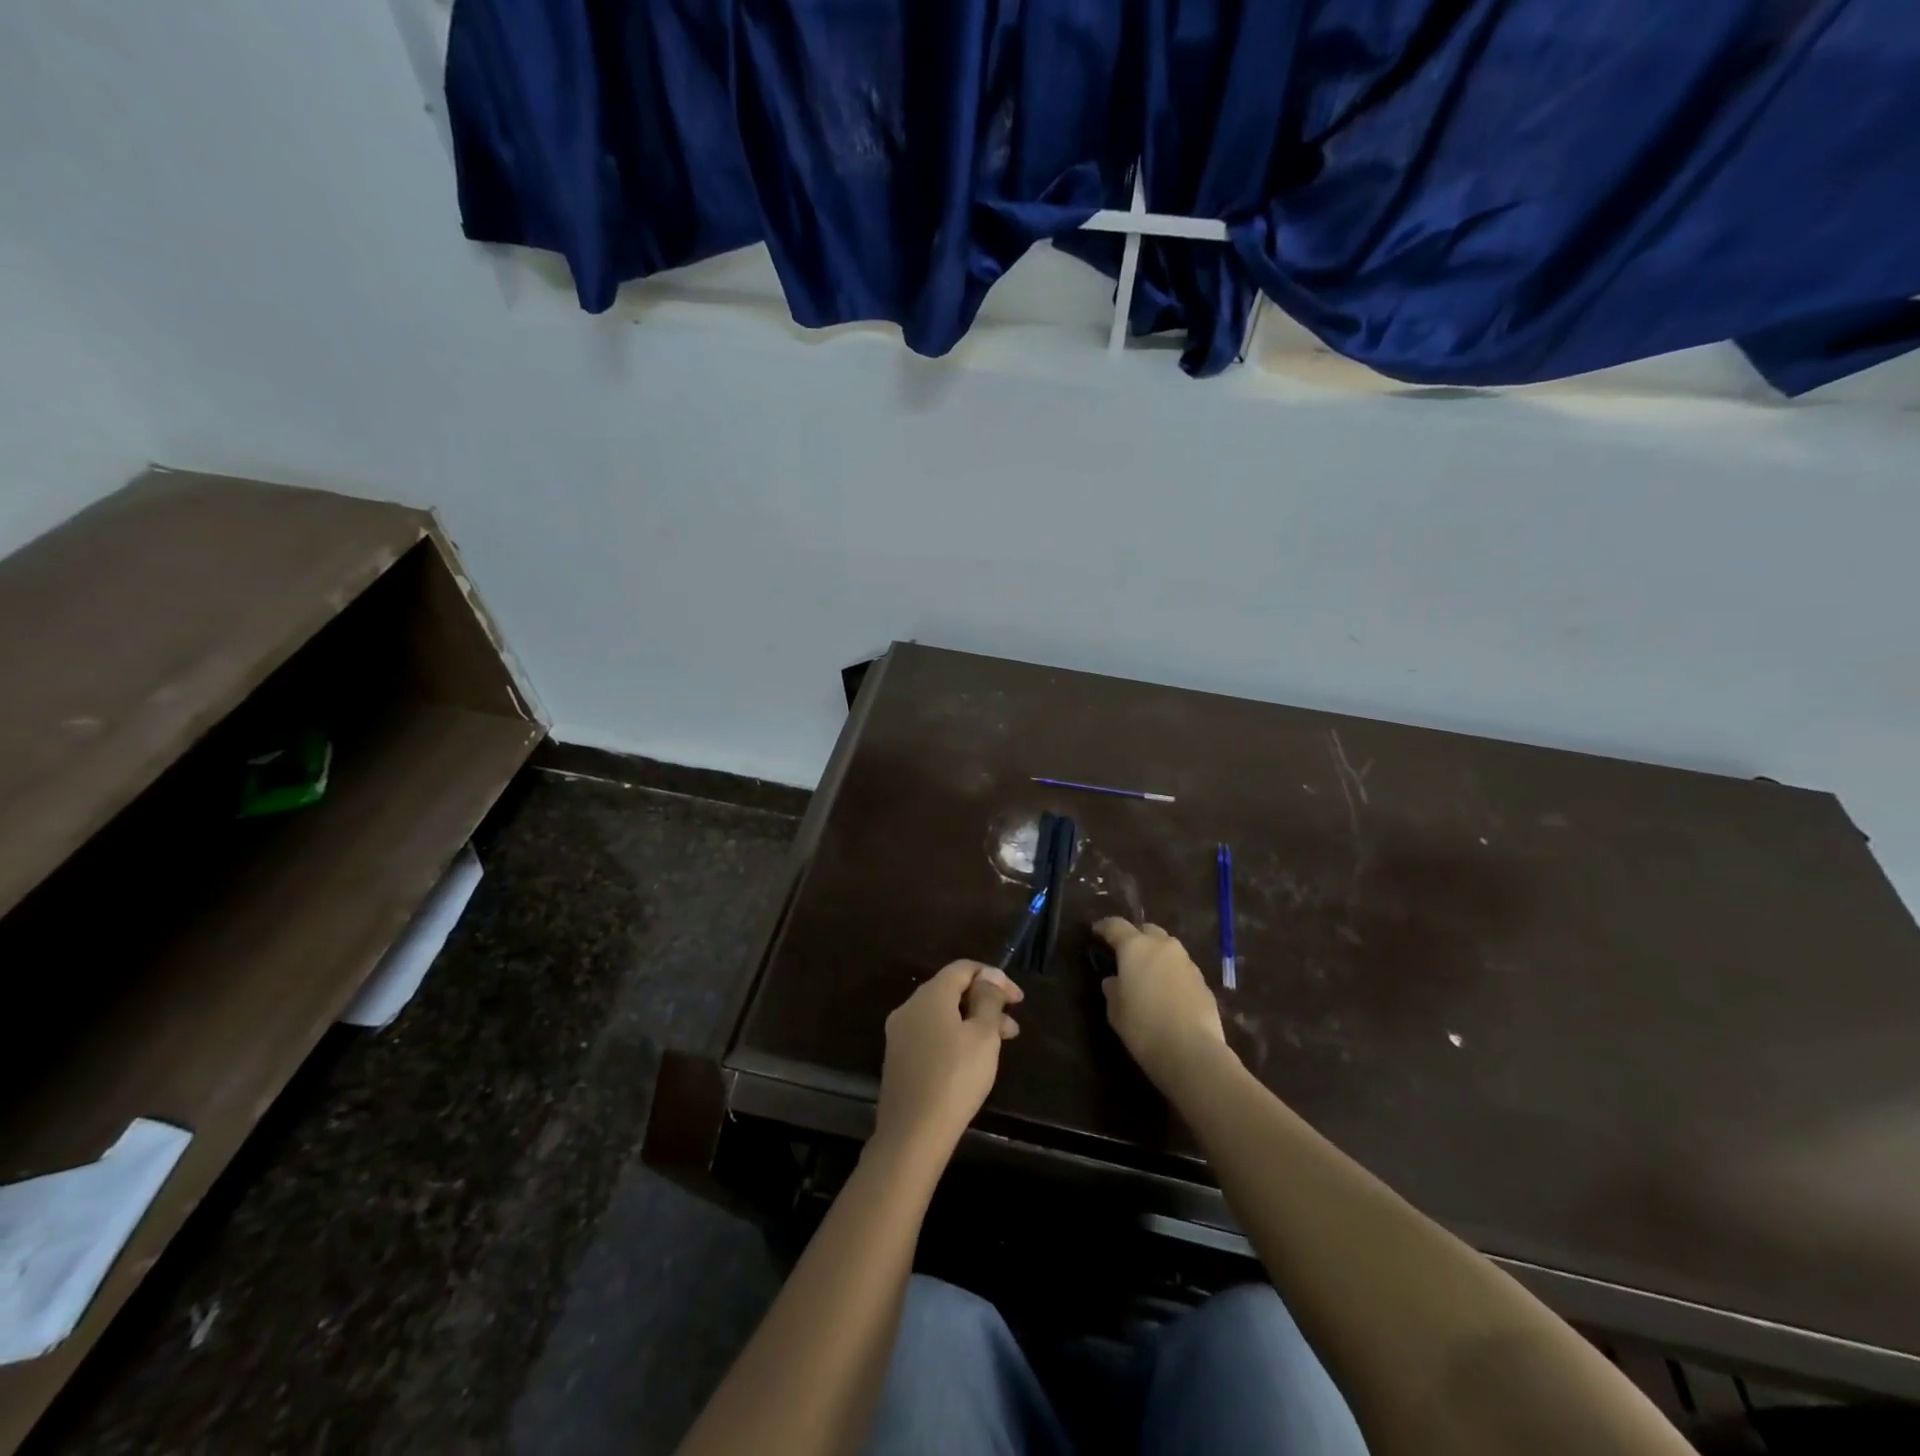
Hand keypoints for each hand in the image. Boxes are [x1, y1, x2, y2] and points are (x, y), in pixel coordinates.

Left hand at [873, 961, 1022, 1159]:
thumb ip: (988, 1000)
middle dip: (985, 1002)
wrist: (912, 1134)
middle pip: (952, 990)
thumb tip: (988, 977)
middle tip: (1012, 1026)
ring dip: (973, 1021)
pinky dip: (955, 1036)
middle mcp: (910, 1007)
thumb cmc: (955, 1078)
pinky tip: (972, 1059)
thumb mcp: (983, 1036)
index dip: (994, 977)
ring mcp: (900, 1033)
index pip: (963, 968)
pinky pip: (931, 1034)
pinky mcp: (898, 1058)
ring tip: (1000, 1045)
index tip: (1018, 1000)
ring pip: (942, 1015)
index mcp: (930, 995)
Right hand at [1094, 918, 1228, 1090]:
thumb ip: (1112, 989)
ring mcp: (1187, 962)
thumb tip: (1115, 980)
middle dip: (1136, 938)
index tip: (1096, 933)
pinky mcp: (1203, 982)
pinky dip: (1172, 975)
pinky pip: (1182, 969)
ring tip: (1148, 977)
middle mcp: (1163, 946)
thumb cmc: (1143, 1028)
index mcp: (1135, 947)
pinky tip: (1168, 996)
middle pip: (1147, 930)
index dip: (1104, 927)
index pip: (1116, 925)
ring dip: (1157, 957)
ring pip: (1168, 949)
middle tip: (1126, 956)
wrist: (1192, 1053)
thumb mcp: (1115, 1011)